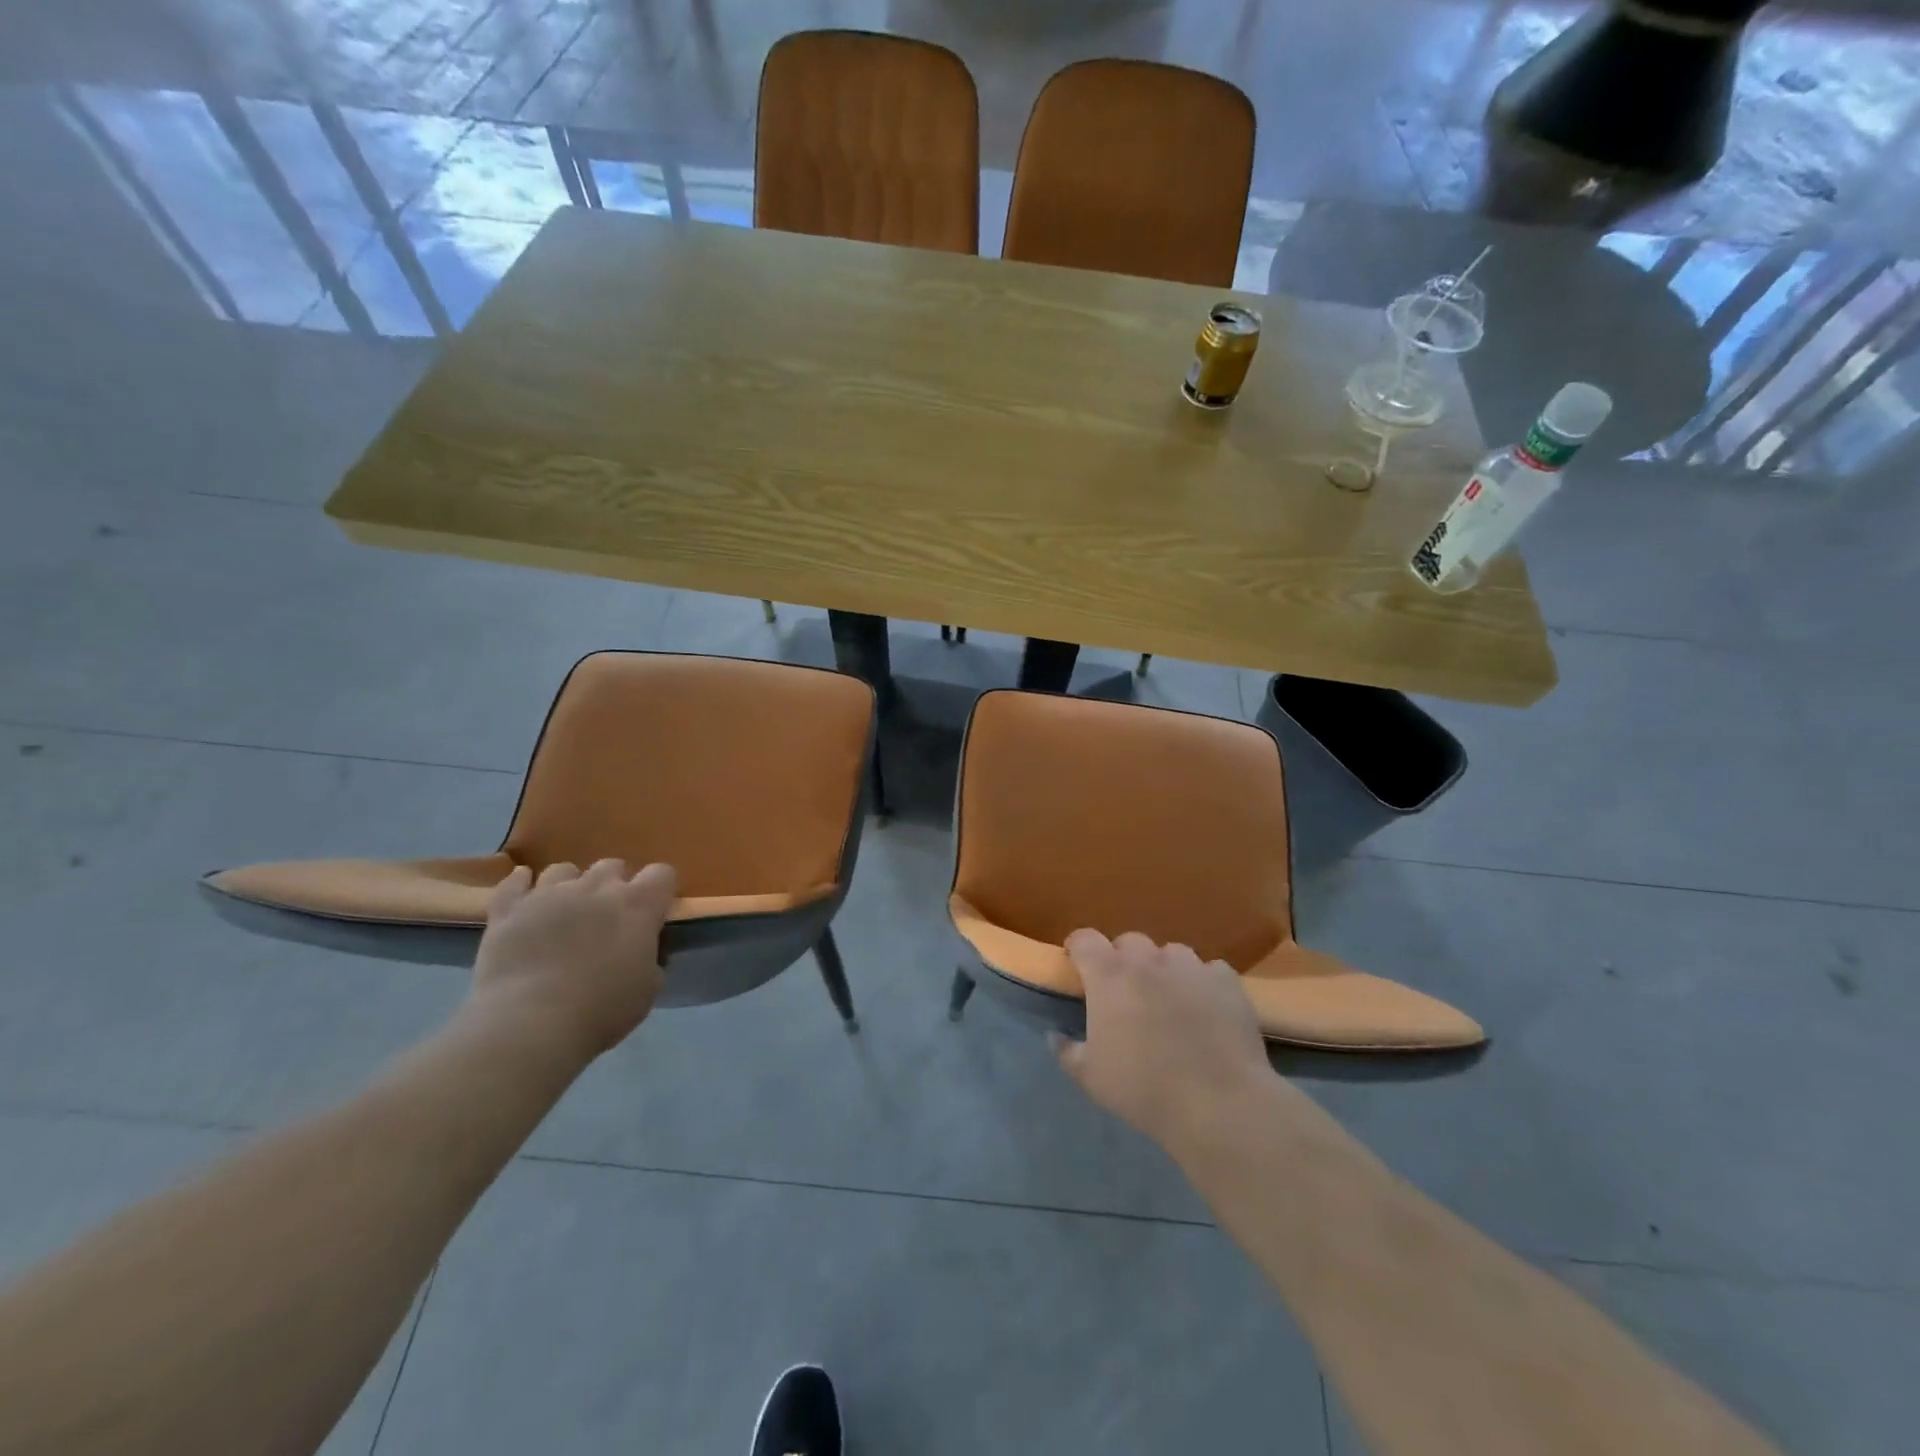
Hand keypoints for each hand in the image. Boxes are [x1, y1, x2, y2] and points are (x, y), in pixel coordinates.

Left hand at [470, 860, 677, 1059]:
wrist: (531, 1023)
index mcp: (638, 905)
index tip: (653, 911)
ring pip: (564, 870)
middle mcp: (596, 888)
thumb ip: (649, 961)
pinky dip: (520, 884)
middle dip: (613, 885)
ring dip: (569, 885)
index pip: (661, 874)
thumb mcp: (647, 990)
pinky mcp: (509, 909)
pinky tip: (523, 890)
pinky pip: (514, 883)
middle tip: (606, 917)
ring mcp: (549, 893)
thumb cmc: (601, 1010)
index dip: (659, 889)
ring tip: (563, 910)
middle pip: (612, 865)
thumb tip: (641, 953)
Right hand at [1053, 930, 1277, 1152]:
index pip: (1084, 939)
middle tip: (1126, 992)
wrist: (1217, 1102)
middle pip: (1129, 941)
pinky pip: (1209, 971)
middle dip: (1123, 960)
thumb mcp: (1090, 1078)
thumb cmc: (1143, 1088)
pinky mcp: (1226, 981)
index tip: (1078, 966)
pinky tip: (1207, 1009)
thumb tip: (1055, 1036)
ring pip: (1171, 953)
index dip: (1079, 949)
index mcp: (1108, 975)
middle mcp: (1147, 960)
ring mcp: (1190, 966)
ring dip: (1165, 969)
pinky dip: (1203, 984)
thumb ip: (1067, 1051)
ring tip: (1170, 999)